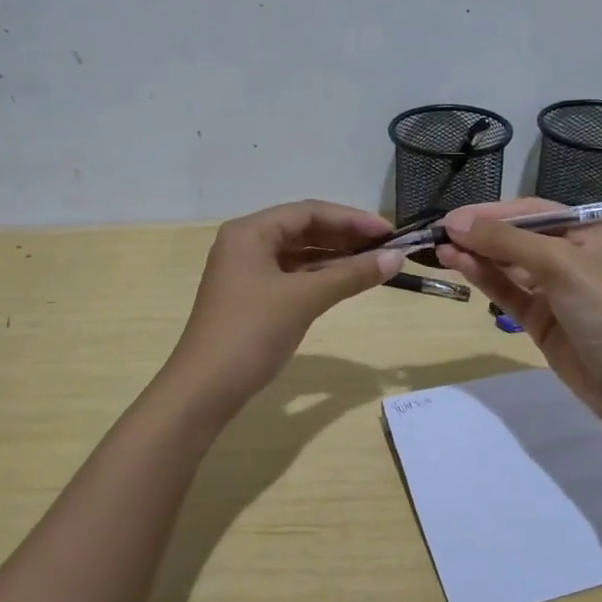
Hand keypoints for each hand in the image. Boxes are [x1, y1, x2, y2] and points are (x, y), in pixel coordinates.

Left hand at [167, 199, 400, 412]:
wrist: (205, 390)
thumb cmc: (252, 332)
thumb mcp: (305, 298)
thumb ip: (351, 275)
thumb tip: (397, 257)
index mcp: (250, 232)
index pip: (309, 212)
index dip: (352, 219)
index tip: (389, 232)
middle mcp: (246, 244)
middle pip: (303, 229)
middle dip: (345, 236)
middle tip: (387, 247)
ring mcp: (247, 273)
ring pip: (299, 254)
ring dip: (336, 257)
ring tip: (375, 263)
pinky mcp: (252, 299)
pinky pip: (293, 276)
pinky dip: (321, 277)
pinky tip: (347, 282)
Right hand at [437, 199, 601, 423]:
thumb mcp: (559, 265)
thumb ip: (506, 242)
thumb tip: (455, 223)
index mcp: (588, 232)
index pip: (532, 211)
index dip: (491, 212)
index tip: (452, 217)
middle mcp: (572, 255)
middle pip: (517, 236)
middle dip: (480, 233)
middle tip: (438, 232)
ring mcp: (556, 289)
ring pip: (508, 264)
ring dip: (477, 255)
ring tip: (440, 249)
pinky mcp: (541, 318)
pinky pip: (508, 291)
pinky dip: (484, 278)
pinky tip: (458, 265)